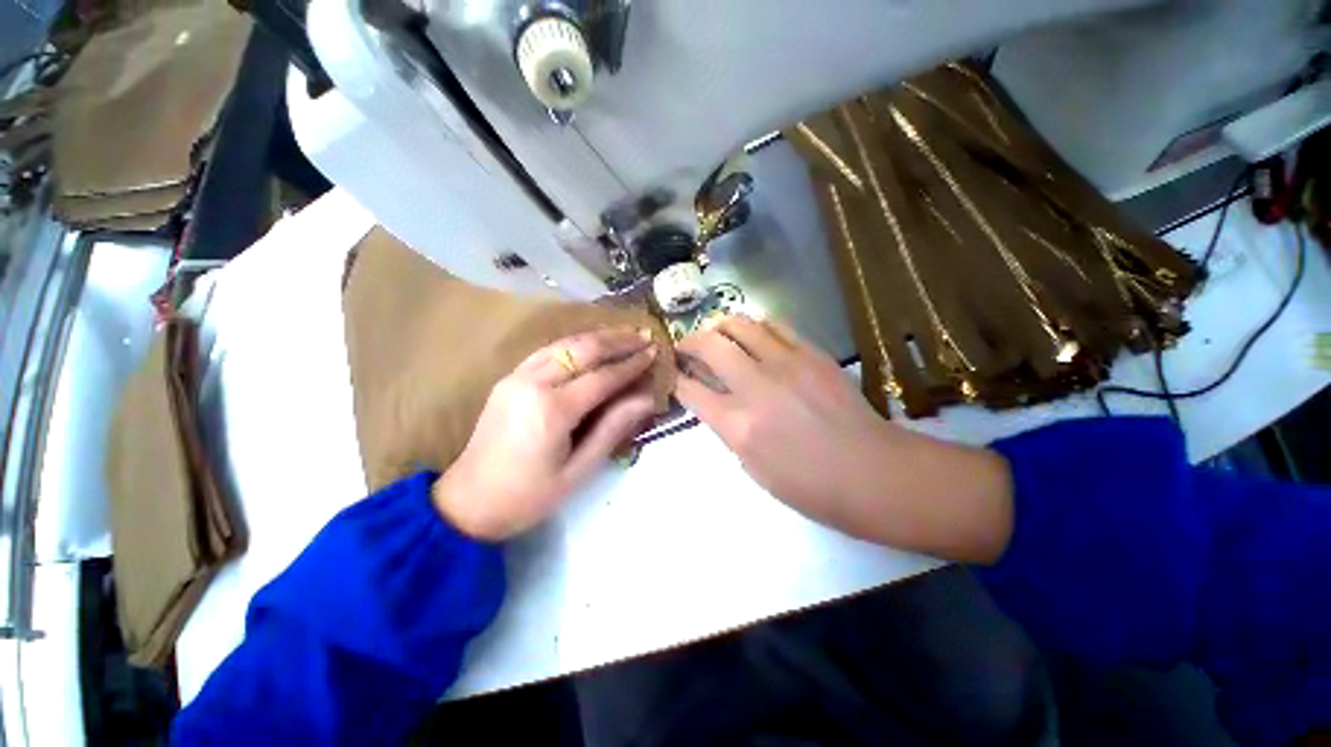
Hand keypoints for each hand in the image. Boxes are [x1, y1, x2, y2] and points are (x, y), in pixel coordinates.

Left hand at [434, 327, 658, 540]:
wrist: (469, 502)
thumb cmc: (529, 495)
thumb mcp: (579, 471)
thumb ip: (613, 428)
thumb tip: (646, 398)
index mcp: (551, 411)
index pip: (602, 377)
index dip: (631, 364)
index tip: (654, 353)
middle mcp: (532, 383)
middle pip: (582, 349)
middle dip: (617, 341)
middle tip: (644, 336)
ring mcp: (516, 376)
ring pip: (564, 344)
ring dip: (597, 337)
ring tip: (625, 335)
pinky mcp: (509, 378)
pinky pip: (548, 351)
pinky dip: (574, 343)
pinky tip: (591, 344)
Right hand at [675, 316, 1012, 562]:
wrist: (872, 472)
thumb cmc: (809, 485)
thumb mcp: (752, 467)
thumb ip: (728, 429)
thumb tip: (715, 401)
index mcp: (738, 424)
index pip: (690, 390)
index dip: (676, 380)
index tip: (674, 375)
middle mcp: (756, 386)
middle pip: (708, 344)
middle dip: (689, 342)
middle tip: (687, 347)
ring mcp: (786, 363)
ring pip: (740, 324)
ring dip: (720, 327)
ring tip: (719, 336)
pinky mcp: (812, 353)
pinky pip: (775, 326)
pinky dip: (756, 328)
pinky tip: (756, 338)